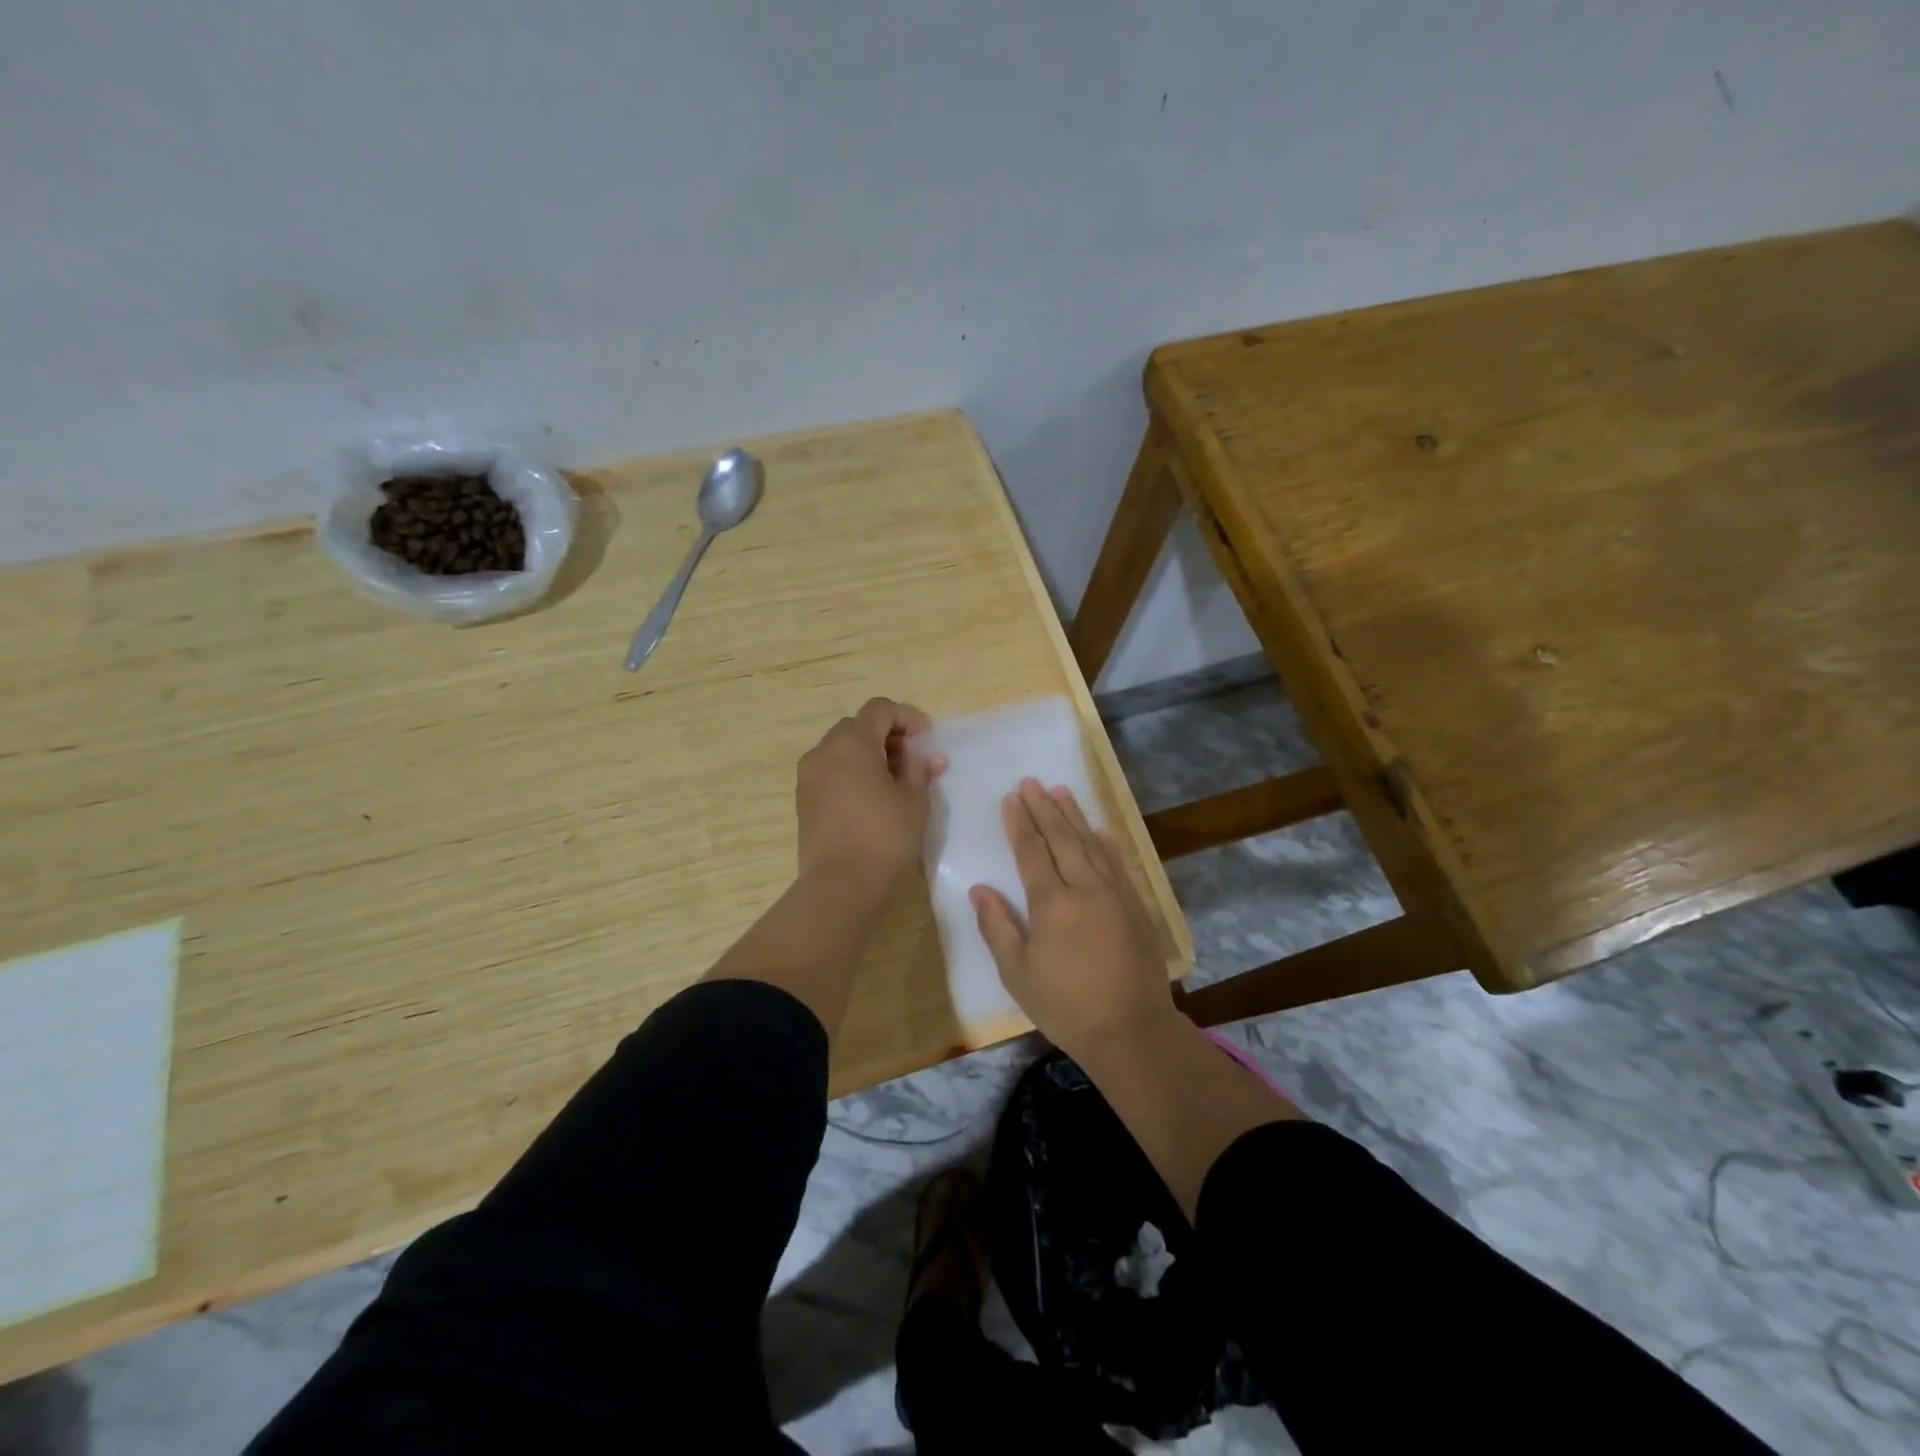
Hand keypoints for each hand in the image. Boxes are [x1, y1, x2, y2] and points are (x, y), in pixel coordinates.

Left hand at [795, 698, 944, 890]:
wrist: (840, 885)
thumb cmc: (884, 837)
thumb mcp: (914, 801)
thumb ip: (919, 771)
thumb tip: (928, 757)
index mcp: (852, 743)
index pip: (879, 709)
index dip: (906, 717)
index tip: (925, 739)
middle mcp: (824, 751)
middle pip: (857, 727)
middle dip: (886, 736)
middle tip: (910, 760)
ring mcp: (808, 776)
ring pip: (841, 750)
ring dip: (868, 755)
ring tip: (893, 782)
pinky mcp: (803, 800)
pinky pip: (830, 772)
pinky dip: (851, 773)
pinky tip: (871, 799)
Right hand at [970, 779, 1173, 1059]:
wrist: (1131, 1029)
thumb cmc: (1066, 1006)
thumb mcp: (1018, 974)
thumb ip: (998, 927)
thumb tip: (979, 889)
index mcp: (1051, 904)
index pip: (1031, 853)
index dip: (1019, 824)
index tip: (1011, 799)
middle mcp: (1084, 888)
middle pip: (1061, 839)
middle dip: (1044, 808)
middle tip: (1031, 782)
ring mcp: (1114, 894)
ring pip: (1091, 844)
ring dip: (1074, 816)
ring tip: (1060, 791)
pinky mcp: (1136, 905)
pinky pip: (1118, 863)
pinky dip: (1106, 843)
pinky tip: (1099, 830)